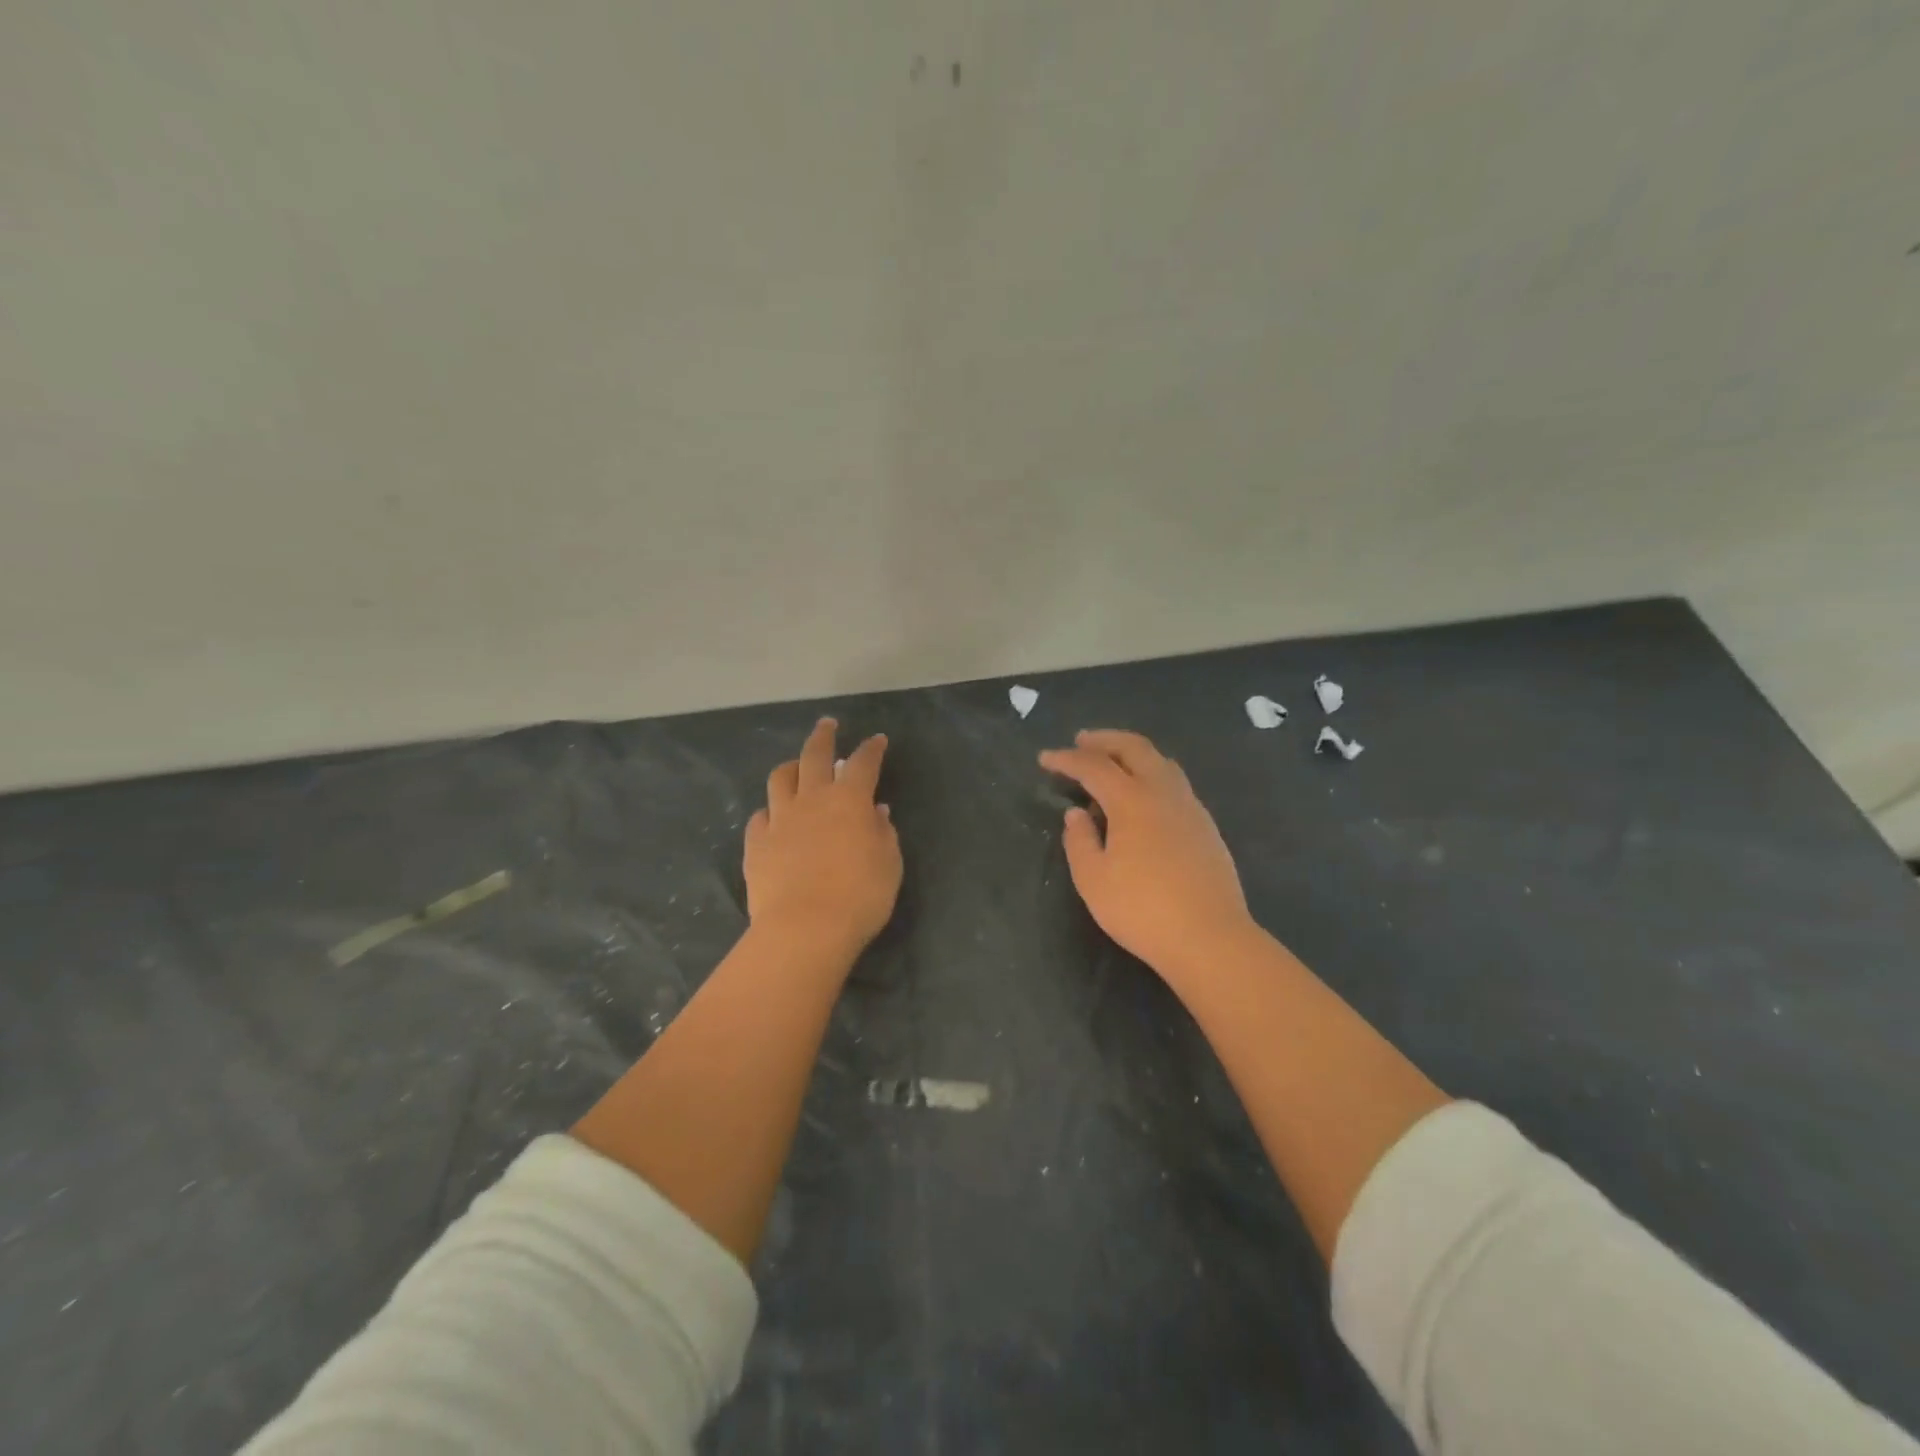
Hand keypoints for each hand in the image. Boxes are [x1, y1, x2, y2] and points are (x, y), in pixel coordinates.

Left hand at [745, 718, 901, 957]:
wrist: (805, 928)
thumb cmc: (860, 896)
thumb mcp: (889, 864)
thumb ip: (882, 833)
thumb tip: (876, 812)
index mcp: (849, 800)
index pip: (863, 763)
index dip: (872, 749)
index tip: (877, 740)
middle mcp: (812, 800)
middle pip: (814, 755)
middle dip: (823, 736)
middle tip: (827, 725)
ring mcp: (780, 820)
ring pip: (780, 779)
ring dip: (791, 767)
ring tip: (796, 768)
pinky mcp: (756, 844)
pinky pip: (760, 817)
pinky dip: (770, 812)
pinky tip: (774, 818)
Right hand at [1039, 729, 1254, 983]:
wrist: (1210, 938)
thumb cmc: (1142, 910)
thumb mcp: (1093, 880)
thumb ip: (1080, 841)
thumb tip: (1077, 815)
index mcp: (1132, 801)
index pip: (1094, 767)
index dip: (1067, 760)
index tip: (1045, 759)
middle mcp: (1163, 793)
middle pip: (1134, 748)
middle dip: (1104, 740)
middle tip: (1081, 742)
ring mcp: (1190, 807)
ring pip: (1161, 762)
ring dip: (1132, 753)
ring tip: (1113, 764)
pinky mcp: (1206, 826)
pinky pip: (1175, 782)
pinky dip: (1151, 774)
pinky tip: (1143, 798)